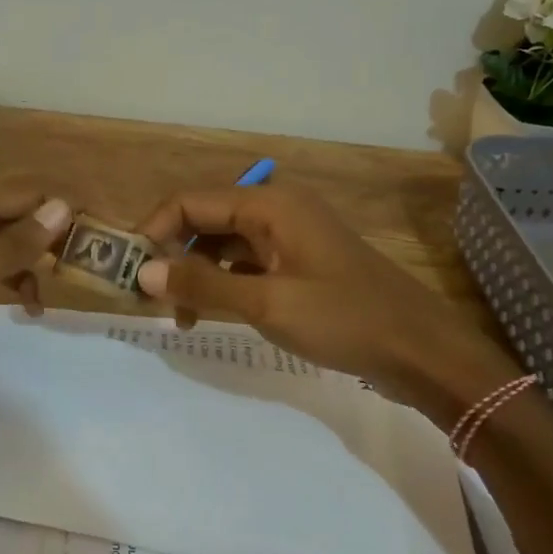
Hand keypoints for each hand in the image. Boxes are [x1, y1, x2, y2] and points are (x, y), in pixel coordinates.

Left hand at [0, 179, 71, 414]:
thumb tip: (61, 207)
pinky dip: (17, 277)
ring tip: (66, 282)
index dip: (63, 203)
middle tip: (92, 255)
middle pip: (16, 208)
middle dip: (54, 226)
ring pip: (8, 237)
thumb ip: (14, 244)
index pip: (22, 190)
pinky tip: (31, 304)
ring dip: (38, 254)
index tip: (104, 225)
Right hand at [133, 184, 519, 428]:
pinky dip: (222, 284)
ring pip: (223, 244)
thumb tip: (143, 272)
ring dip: (195, 273)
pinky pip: (245, 264)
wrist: (421, 351)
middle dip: (172, 254)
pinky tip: (210, 314)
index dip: (154, 232)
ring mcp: (288, 238)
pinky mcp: (297, 265)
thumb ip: (202, 285)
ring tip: (178, 316)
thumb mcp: (267, 304)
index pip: (190, 202)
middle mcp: (275, 210)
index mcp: (269, 204)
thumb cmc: (345, 319)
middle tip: (149, 299)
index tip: (130, 273)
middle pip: (204, 220)